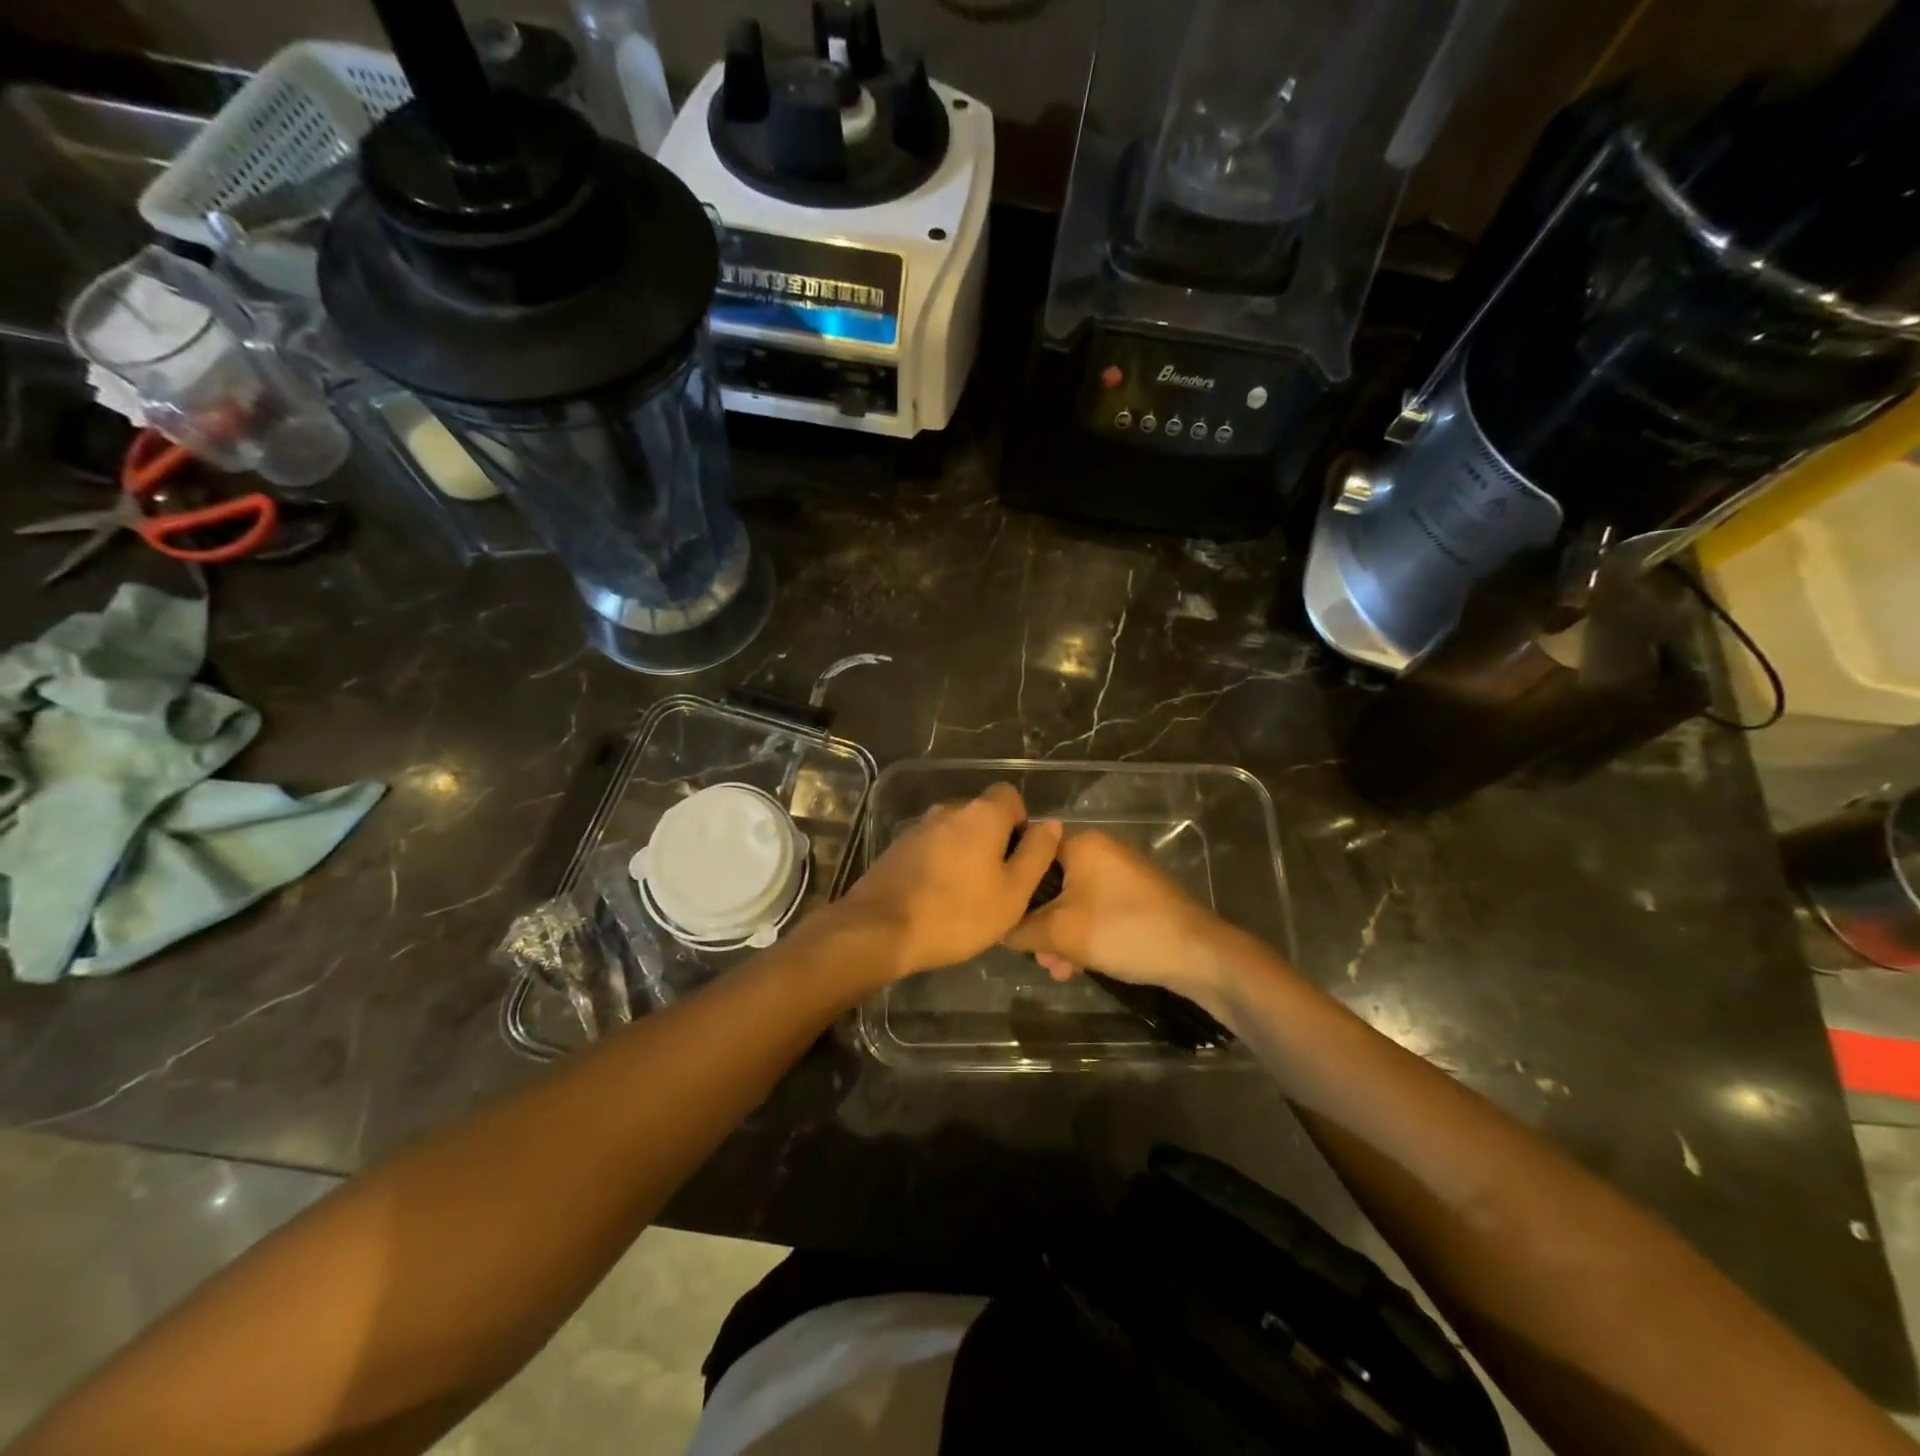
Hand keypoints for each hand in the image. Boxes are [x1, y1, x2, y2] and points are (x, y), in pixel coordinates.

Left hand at [831, 784, 1062, 980]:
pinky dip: (941, 864)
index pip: (1010, 796)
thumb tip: (1050, 824)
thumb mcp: (1013, 892)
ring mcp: (918, 827)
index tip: (1020, 860)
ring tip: (968, 896)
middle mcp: (949, 810)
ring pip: (956, 833)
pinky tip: (938, 898)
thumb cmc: (957, 913)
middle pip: (982, 815)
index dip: (1021, 824)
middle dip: (995, 842)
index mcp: (981, 814)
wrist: (880, 929)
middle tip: (998, 884)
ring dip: (966, 854)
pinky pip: (932, 848)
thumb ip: (1036, 854)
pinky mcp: (897, 848)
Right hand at [1003, 830, 1240, 1015]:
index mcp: (1081, 844)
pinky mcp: (1136, 897)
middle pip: (1051, 884)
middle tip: (1039, 958)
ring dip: (1061, 936)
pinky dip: (1084, 935)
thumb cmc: (1123, 931)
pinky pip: (1096, 910)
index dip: (1014, 891)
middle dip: (1040, 924)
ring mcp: (1121, 874)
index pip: (1030, 857)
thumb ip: (1021, 929)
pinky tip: (1079, 967)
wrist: (1197, 954)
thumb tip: (999, 928)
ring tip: (1059, 970)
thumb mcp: (1060, 933)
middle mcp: (1101, 850)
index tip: (1006, 922)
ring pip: (1073, 902)